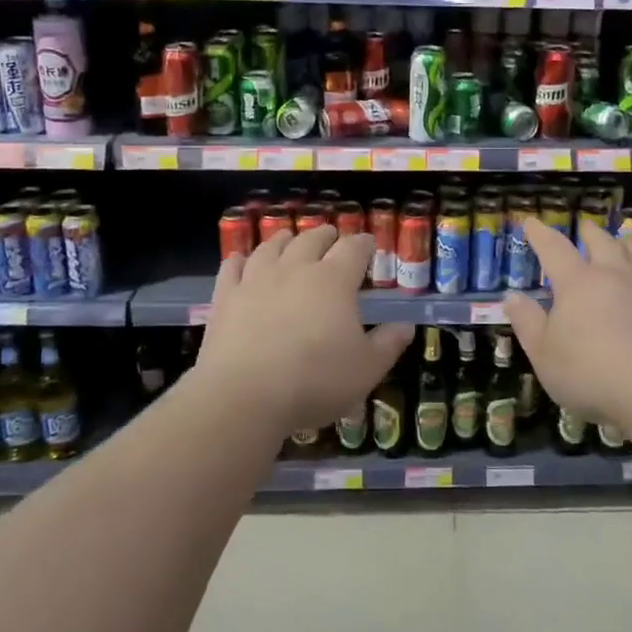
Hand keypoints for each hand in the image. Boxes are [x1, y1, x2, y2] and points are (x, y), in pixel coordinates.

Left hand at [197, 225, 412, 432]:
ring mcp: (256, 279)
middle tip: (331, 238)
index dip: (363, 243)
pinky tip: (240, 260)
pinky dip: (239, 260)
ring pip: (271, 246)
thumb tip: (406, 326)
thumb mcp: (366, 370)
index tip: (369, 244)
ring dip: (284, 240)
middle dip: (326, 235)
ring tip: (289, 238)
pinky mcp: (226, 297)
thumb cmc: (314, 381)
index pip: (354, 249)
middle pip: (312, 239)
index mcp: (334, 280)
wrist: (243, 395)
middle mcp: (296, 269)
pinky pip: (232, 267)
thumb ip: (388, 344)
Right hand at [504, 217, 631, 423]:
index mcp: (577, 283)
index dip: (541, 234)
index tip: (531, 222)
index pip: (554, 249)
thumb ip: (527, 322)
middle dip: (590, 232)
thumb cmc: (589, 373)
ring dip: (629, 244)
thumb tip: (511, 295)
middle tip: (585, 226)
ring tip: (624, 238)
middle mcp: (614, 276)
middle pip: (602, 243)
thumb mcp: (543, 354)